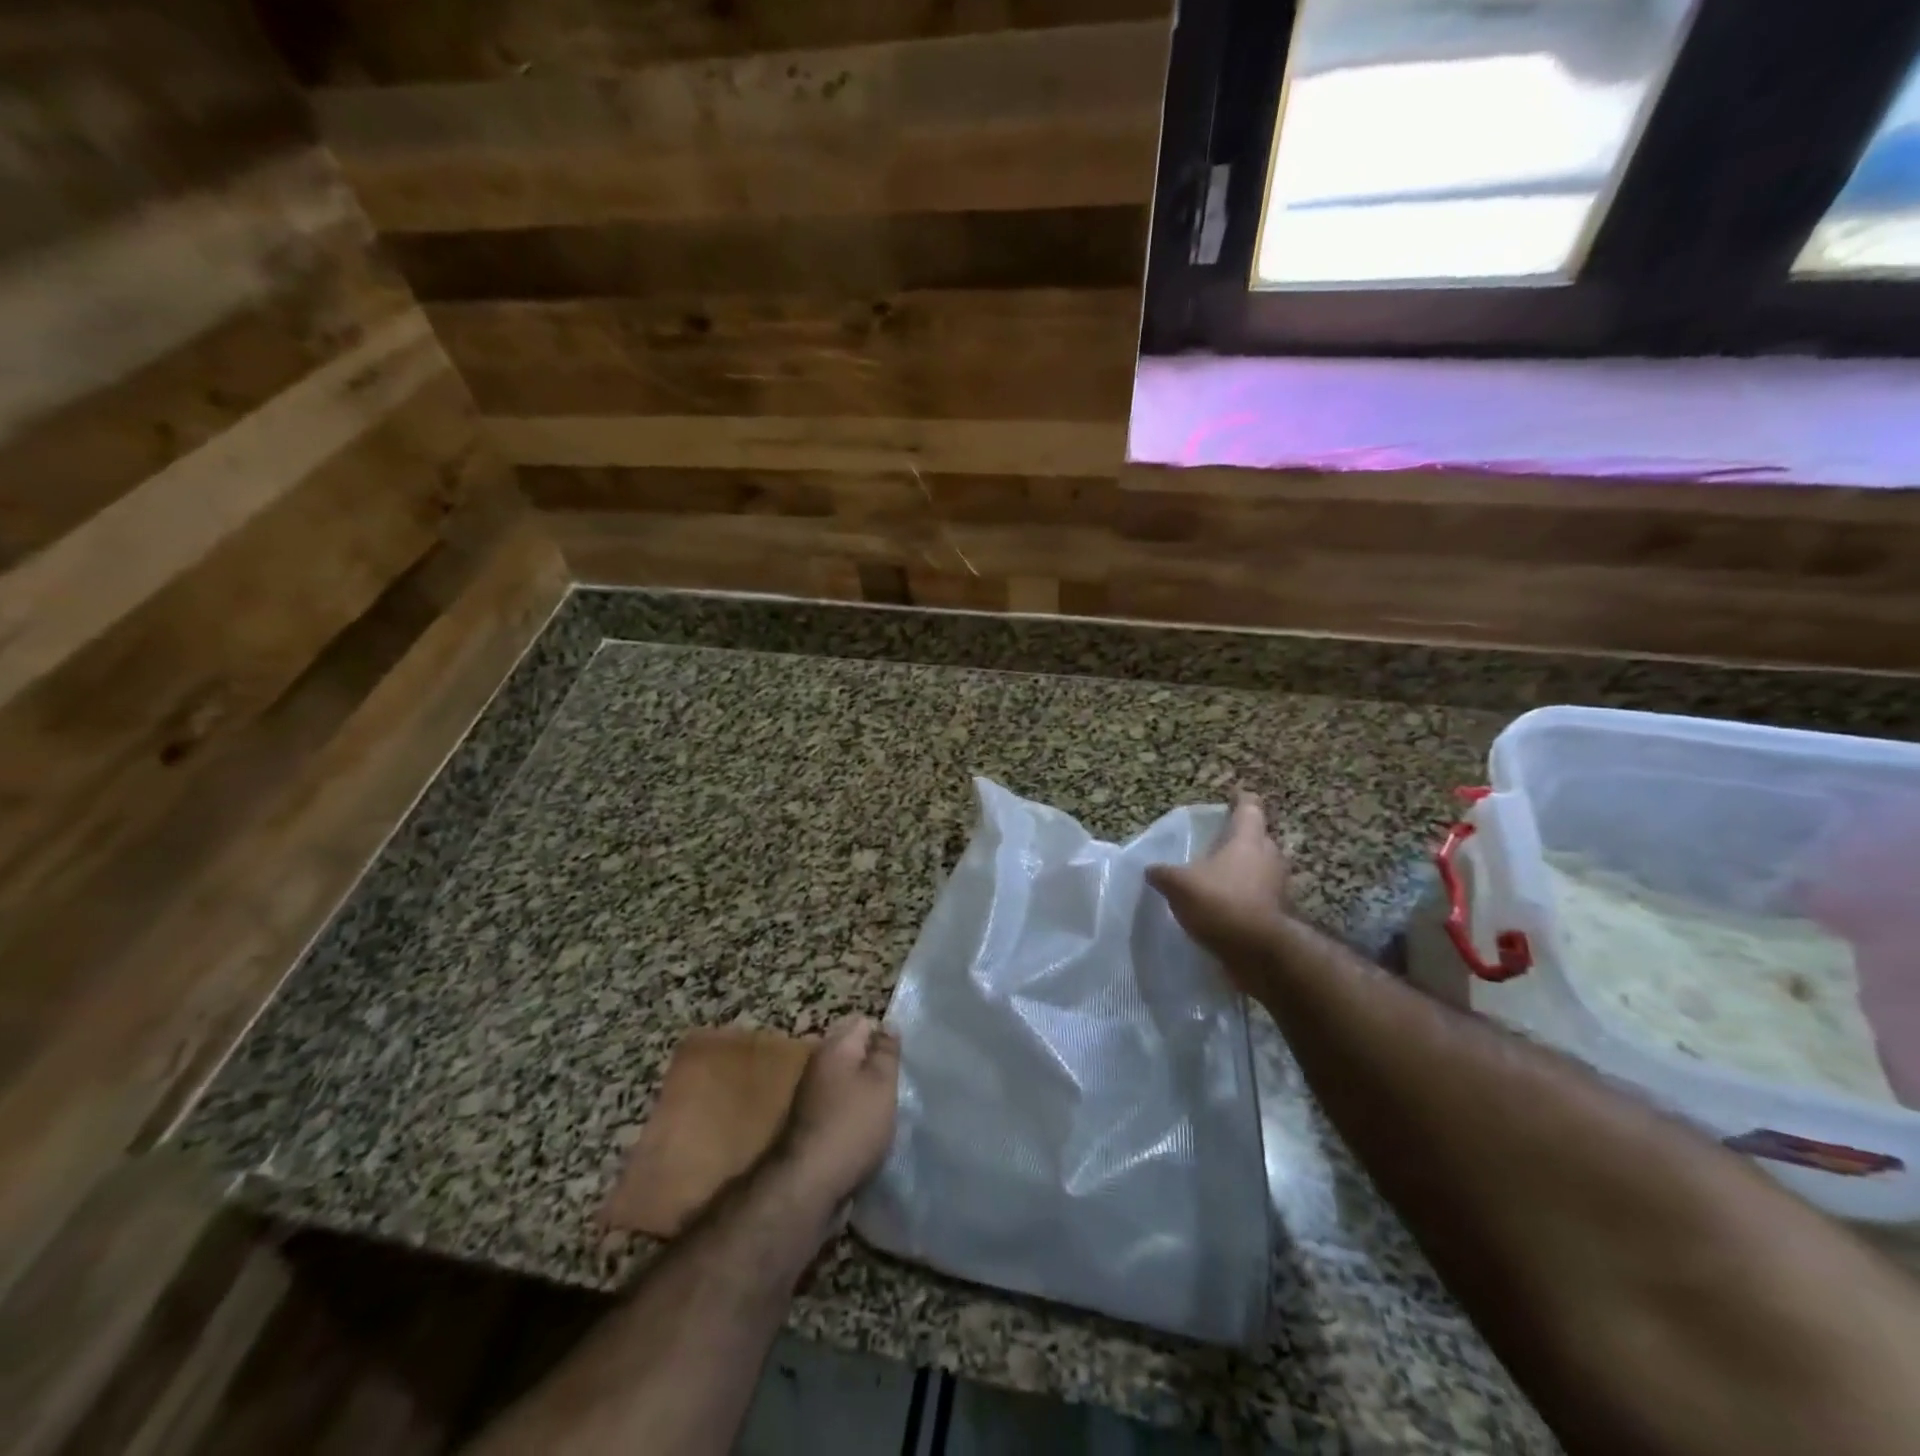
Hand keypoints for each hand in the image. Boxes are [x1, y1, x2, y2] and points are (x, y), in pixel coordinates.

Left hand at [773, 1015, 900, 1208]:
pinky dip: (854, 1113)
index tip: (903, 1059)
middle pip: (854, 1052)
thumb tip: (888, 1025)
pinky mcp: (811, 1122)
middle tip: (898, 1083)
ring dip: (866, 1091)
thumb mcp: (881, 1083)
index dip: (886, 1036)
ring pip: (847, 1080)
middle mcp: (818, 1064)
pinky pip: (840, 1105)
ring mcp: (811, 1094)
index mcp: (834, 1047)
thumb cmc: (852, 1125)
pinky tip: (869, 1130)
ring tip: (888, 1109)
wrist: (807, 1184)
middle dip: (876, 1065)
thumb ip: (886, 1052)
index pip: (864, 1022)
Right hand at [1147, 791, 1292, 972]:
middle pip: (1259, 838)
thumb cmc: (1220, 903)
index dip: (1241, 800)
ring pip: (1261, 868)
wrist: (1258, 952)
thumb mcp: (1178, 884)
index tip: (1234, 795)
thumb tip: (1150, 869)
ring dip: (1245, 869)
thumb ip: (1163, 873)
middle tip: (1220, 841)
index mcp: (1248, 840)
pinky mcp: (1278, 914)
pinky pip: (1260, 896)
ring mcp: (1278, 887)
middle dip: (1242, 838)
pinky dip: (1246, 896)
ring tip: (1219, 875)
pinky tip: (1225, 905)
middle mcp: (1269, 857)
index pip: (1249, 809)